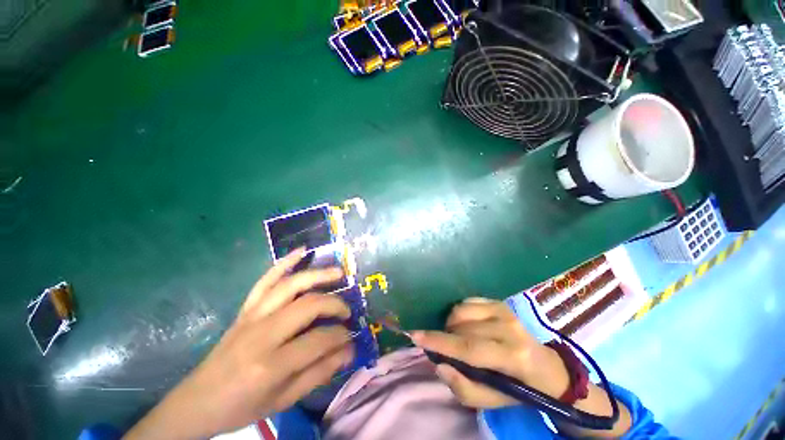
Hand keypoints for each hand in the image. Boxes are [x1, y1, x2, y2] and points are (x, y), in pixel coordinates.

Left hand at [125, 249, 353, 438]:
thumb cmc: (242, 406)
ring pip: (290, 285)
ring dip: (317, 275)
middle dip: (334, 304)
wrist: (197, 401)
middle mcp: (262, 334)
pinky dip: (284, 263)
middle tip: (347, 310)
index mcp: (271, 365)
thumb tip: (349, 350)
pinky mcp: (245, 309)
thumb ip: (319, 374)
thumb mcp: (283, 400)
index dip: (340, 335)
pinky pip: (266, 280)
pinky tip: (301, 251)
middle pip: (308, 306)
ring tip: (338, 272)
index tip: (350, 336)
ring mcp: (251, 316)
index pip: (318, 340)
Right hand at [413, 298, 632, 437]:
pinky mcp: (500, 303)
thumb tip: (439, 364)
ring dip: (452, 325)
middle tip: (447, 349)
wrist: (546, 368)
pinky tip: (468, 325)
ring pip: (461, 310)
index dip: (439, 342)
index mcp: (512, 356)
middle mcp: (509, 327)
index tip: (414, 336)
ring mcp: (504, 310)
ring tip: (459, 338)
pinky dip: (460, 313)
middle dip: (446, 337)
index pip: (468, 347)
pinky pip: (467, 301)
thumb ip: (464, 388)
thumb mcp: (492, 401)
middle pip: (462, 327)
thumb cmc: (517, 388)